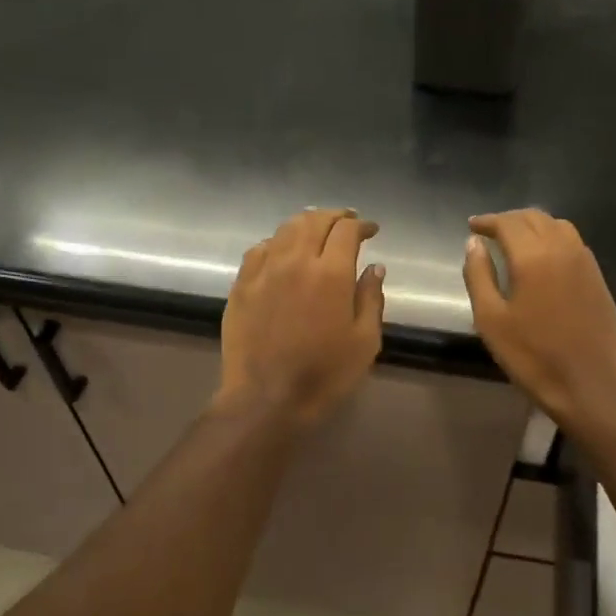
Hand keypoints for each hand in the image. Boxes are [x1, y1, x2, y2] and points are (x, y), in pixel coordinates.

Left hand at [217, 208, 384, 427]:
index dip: (362, 225)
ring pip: (285, 229)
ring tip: (317, 231)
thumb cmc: (324, 375)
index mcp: (331, 273)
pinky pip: (260, 249)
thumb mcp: (364, 341)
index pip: (347, 230)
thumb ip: (371, 298)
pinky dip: (277, 242)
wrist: (266, 399)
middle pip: (314, 220)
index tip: (371, 230)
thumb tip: (374, 267)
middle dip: (335, 216)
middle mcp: (295, 261)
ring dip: (306, 223)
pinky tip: (283, 252)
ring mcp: (263, 271)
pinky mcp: (241, 285)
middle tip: (347, 223)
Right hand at [464, 210, 615, 428]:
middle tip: (490, 232)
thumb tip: (473, 243)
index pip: (508, 223)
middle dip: (510, 220)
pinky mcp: (598, 278)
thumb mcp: (491, 319)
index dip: (488, 221)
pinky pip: (574, 243)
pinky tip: (544, 257)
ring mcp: (585, 262)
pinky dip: (554, 238)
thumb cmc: (531, 355)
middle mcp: (562, 249)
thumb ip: (479, 275)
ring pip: (558, 226)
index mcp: (533, 257)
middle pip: (534, 218)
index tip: (473, 226)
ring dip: (534, 225)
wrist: (587, 385)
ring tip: (516, 240)